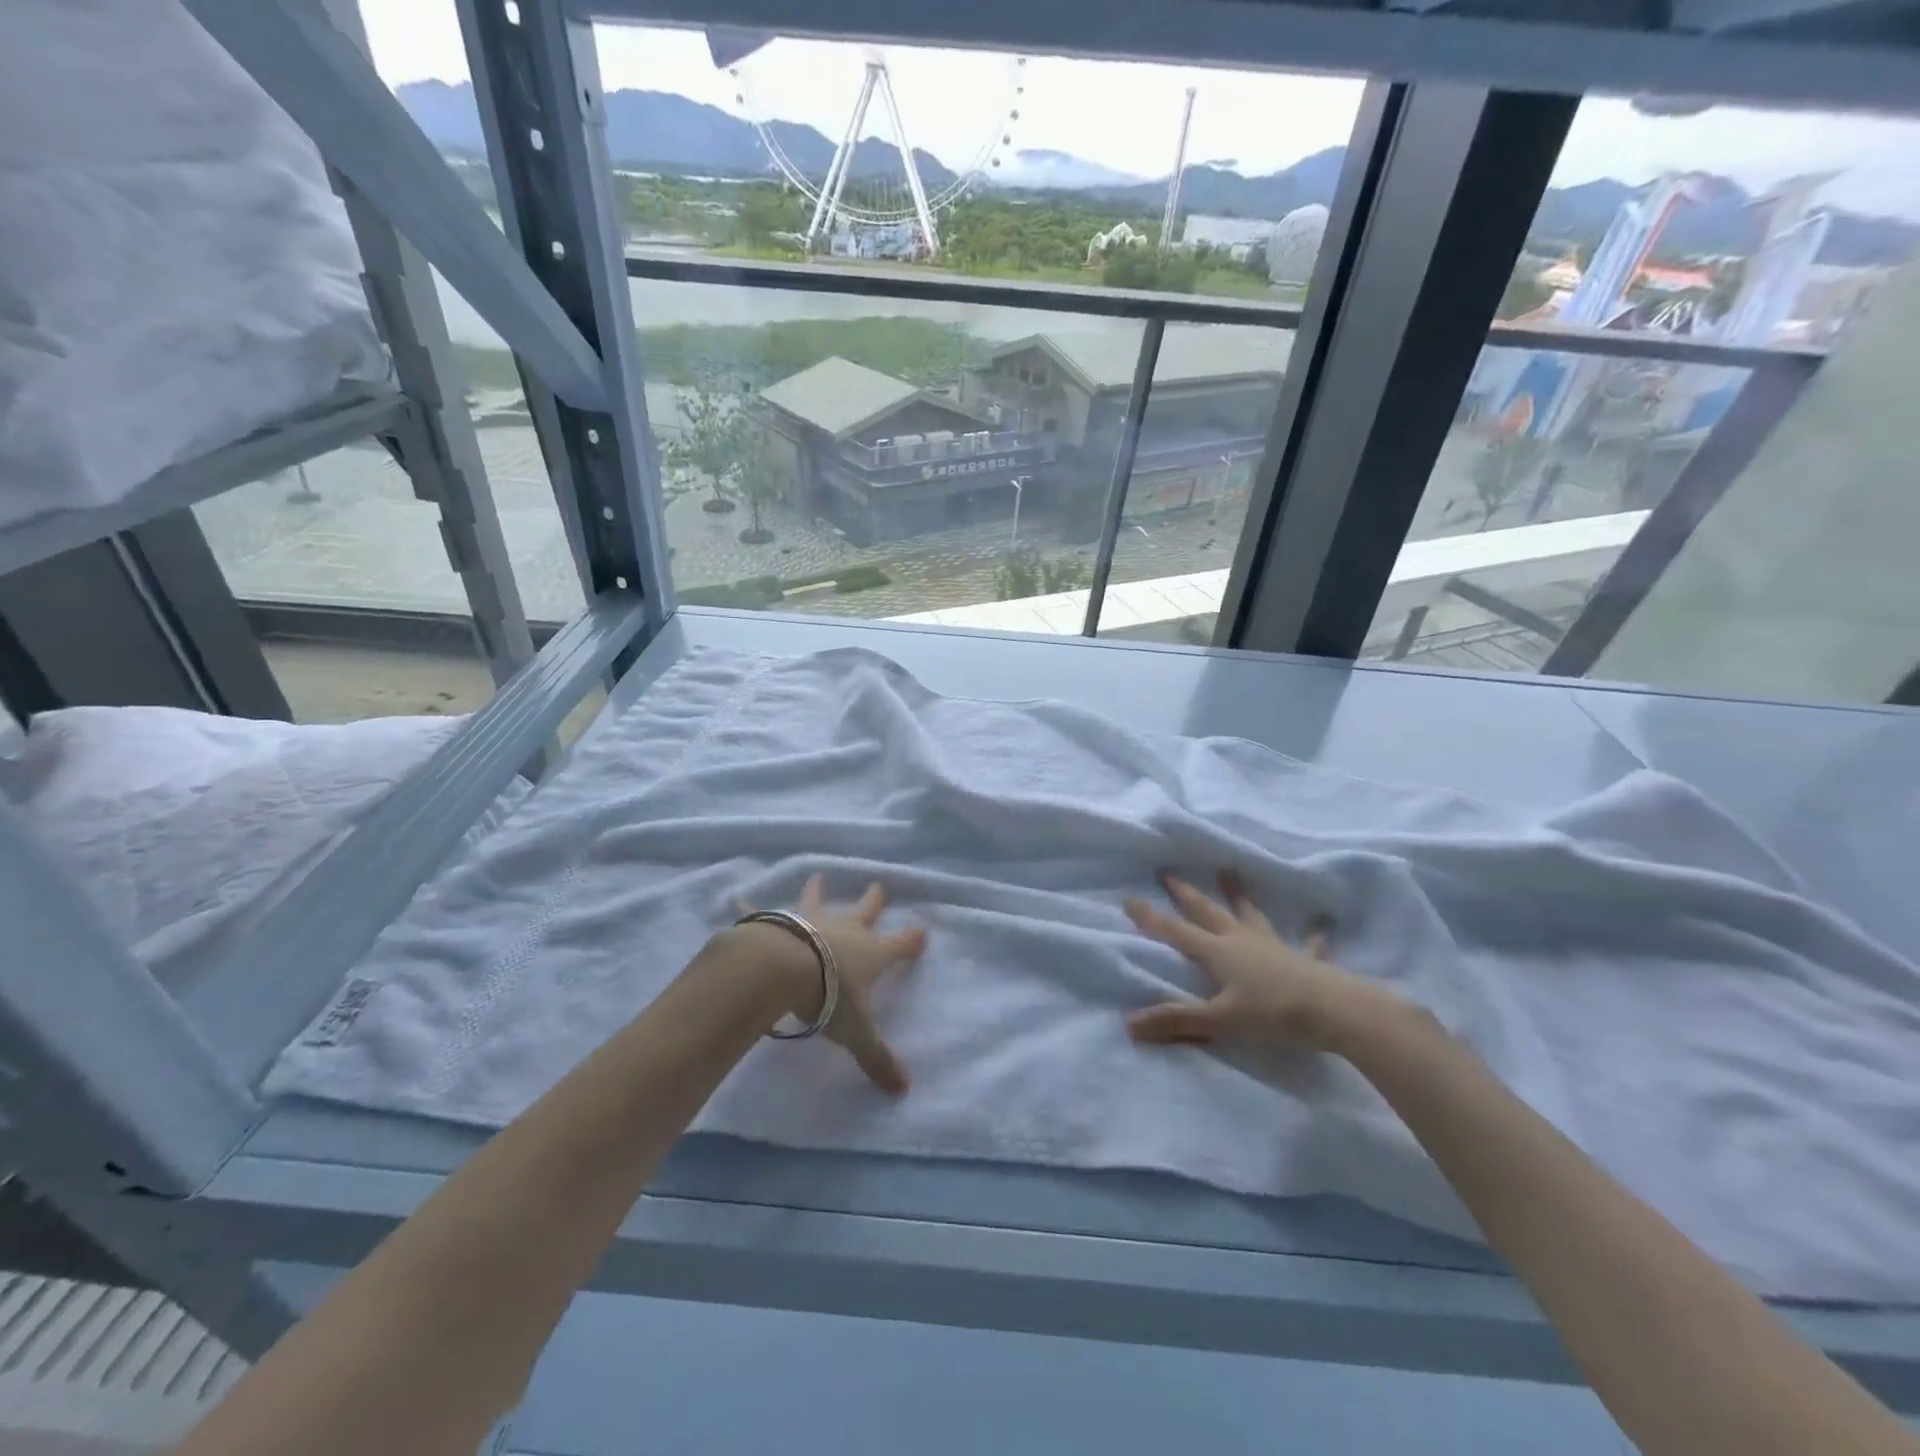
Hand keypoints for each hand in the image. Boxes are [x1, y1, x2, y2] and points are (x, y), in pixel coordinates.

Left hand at [734, 875, 925, 1094]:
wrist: (785, 969)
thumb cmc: (830, 998)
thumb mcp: (858, 1033)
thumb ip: (878, 1059)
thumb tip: (904, 1090)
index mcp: (870, 954)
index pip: (900, 946)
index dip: (912, 940)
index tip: (922, 931)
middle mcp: (845, 931)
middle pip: (865, 911)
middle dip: (874, 900)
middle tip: (879, 886)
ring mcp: (811, 921)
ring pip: (818, 901)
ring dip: (818, 890)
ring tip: (818, 876)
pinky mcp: (777, 923)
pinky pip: (762, 912)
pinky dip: (750, 906)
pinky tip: (738, 898)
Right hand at [1125, 870, 1393, 1052]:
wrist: (1335, 1010)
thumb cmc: (1273, 1013)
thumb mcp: (1220, 1020)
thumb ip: (1177, 1020)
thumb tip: (1129, 1025)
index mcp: (1218, 952)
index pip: (1176, 932)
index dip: (1151, 918)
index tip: (1130, 898)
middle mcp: (1242, 941)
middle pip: (1208, 913)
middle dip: (1187, 895)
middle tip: (1169, 874)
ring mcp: (1273, 946)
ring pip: (1250, 915)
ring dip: (1238, 895)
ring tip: (1229, 872)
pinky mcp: (1303, 959)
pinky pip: (1305, 943)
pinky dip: (1311, 935)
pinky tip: (1322, 927)